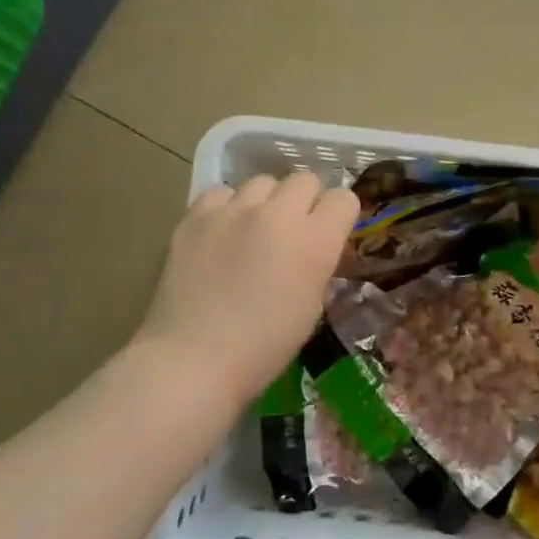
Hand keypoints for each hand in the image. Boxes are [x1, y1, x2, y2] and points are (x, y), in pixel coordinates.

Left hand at [137, 171, 358, 408]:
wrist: (194, 358)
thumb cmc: (264, 347)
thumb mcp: (311, 306)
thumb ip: (317, 265)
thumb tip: (315, 249)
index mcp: (315, 241)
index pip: (344, 198)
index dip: (339, 214)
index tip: (331, 232)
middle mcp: (278, 214)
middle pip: (304, 179)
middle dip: (306, 200)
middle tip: (294, 229)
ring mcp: (233, 210)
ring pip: (262, 181)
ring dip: (266, 201)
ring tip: (254, 229)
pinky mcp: (195, 216)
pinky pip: (221, 193)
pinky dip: (227, 207)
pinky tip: (221, 233)